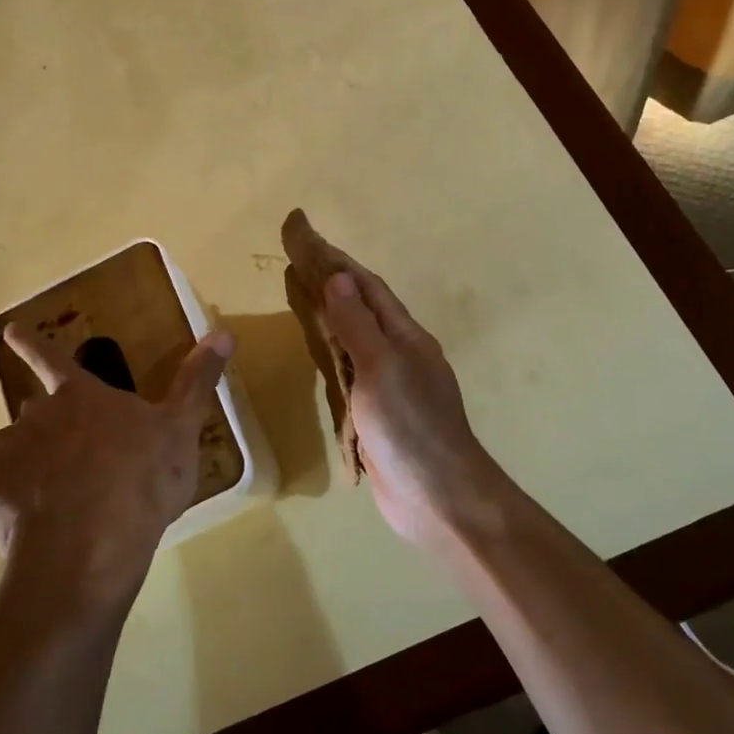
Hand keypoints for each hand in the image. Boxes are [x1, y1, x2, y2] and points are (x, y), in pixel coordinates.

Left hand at [0, 323, 233, 610]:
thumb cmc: (140, 479)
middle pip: (35, 411)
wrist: (88, 546)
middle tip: (70, 458)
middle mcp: (36, 415)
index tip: (9, 330)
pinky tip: (14, 529)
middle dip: (47, 426)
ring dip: (26, 465)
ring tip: (49, 498)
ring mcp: (7, 452)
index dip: (32, 343)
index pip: (51, 358)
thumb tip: (223, 332)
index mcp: (80, 396)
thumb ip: (196, 381)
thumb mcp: (180, 429)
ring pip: (12, 450)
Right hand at [320, 258, 505, 548]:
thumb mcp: (382, 369)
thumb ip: (358, 325)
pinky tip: (320, 356)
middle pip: (361, 309)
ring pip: (355, 341)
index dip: (337, 260)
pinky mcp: (379, 416)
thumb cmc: (411, 427)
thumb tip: (339, 277)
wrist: (439, 498)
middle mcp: (401, 355)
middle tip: (295, 262)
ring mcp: (391, 387)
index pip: (367, 287)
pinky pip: (351, 375)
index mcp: (406, 337)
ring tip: (301, 299)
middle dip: (331, 284)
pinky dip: (332, 357)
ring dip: (331, 317)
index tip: (306, 235)